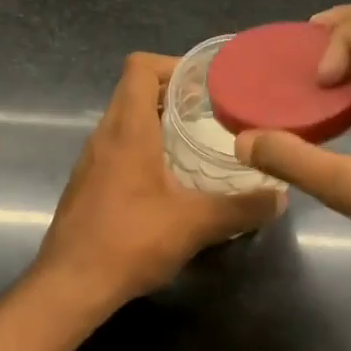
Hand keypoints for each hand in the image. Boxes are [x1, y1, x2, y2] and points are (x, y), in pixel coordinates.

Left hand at [33, 52, 284, 310]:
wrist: (70, 286)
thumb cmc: (130, 242)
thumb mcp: (195, 225)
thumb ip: (241, 208)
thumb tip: (280, 197)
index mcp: (128, 129)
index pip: (140, 67)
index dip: (174, 64)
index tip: (206, 84)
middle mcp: (104, 135)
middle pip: (134, 90)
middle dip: (173, 93)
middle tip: (212, 112)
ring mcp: (91, 159)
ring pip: (124, 119)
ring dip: (158, 121)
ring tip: (196, 142)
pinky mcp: (87, 183)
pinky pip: (117, 147)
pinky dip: (143, 147)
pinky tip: (169, 179)